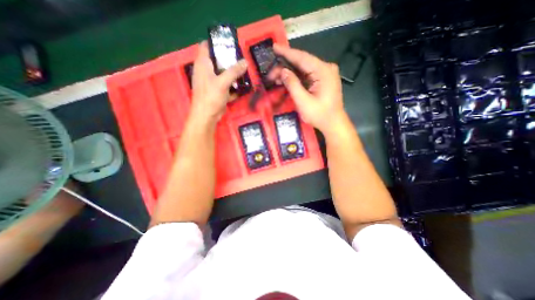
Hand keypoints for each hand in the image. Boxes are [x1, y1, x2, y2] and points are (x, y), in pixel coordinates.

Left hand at [190, 40, 248, 122]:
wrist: (207, 116)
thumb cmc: (211, 96)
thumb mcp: (223, 82)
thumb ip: (234, 71)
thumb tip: (245, 62)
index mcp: (203, 64)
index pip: (206, 46)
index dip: (216, 42)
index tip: (229, 44)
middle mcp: (206, 71)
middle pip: (217, 60)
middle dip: (228, 59)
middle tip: (240, 59)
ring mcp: (211, 82)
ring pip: (222, 73)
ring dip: (232, 73)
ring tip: (244, 71)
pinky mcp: (217, 91)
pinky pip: (225, 84)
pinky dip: (232, 85)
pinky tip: (242, 86)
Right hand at [270, 45, 343, 134]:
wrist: (333, 124)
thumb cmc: (320, 115)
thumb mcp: (303, 101)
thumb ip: (292, 84)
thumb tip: (282, 71)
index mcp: (323, 71)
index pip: (302, 58)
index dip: (286, 52)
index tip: (274, 47)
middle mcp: (325, 68)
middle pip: (302, 63)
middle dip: (285, 66)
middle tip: (271, 73)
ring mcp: (325, 74)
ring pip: (303, 69)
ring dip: (289, 73)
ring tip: (275, 78)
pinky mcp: (323, 80)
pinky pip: (307, 76)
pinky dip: (296, 78)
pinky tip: (286, 80)